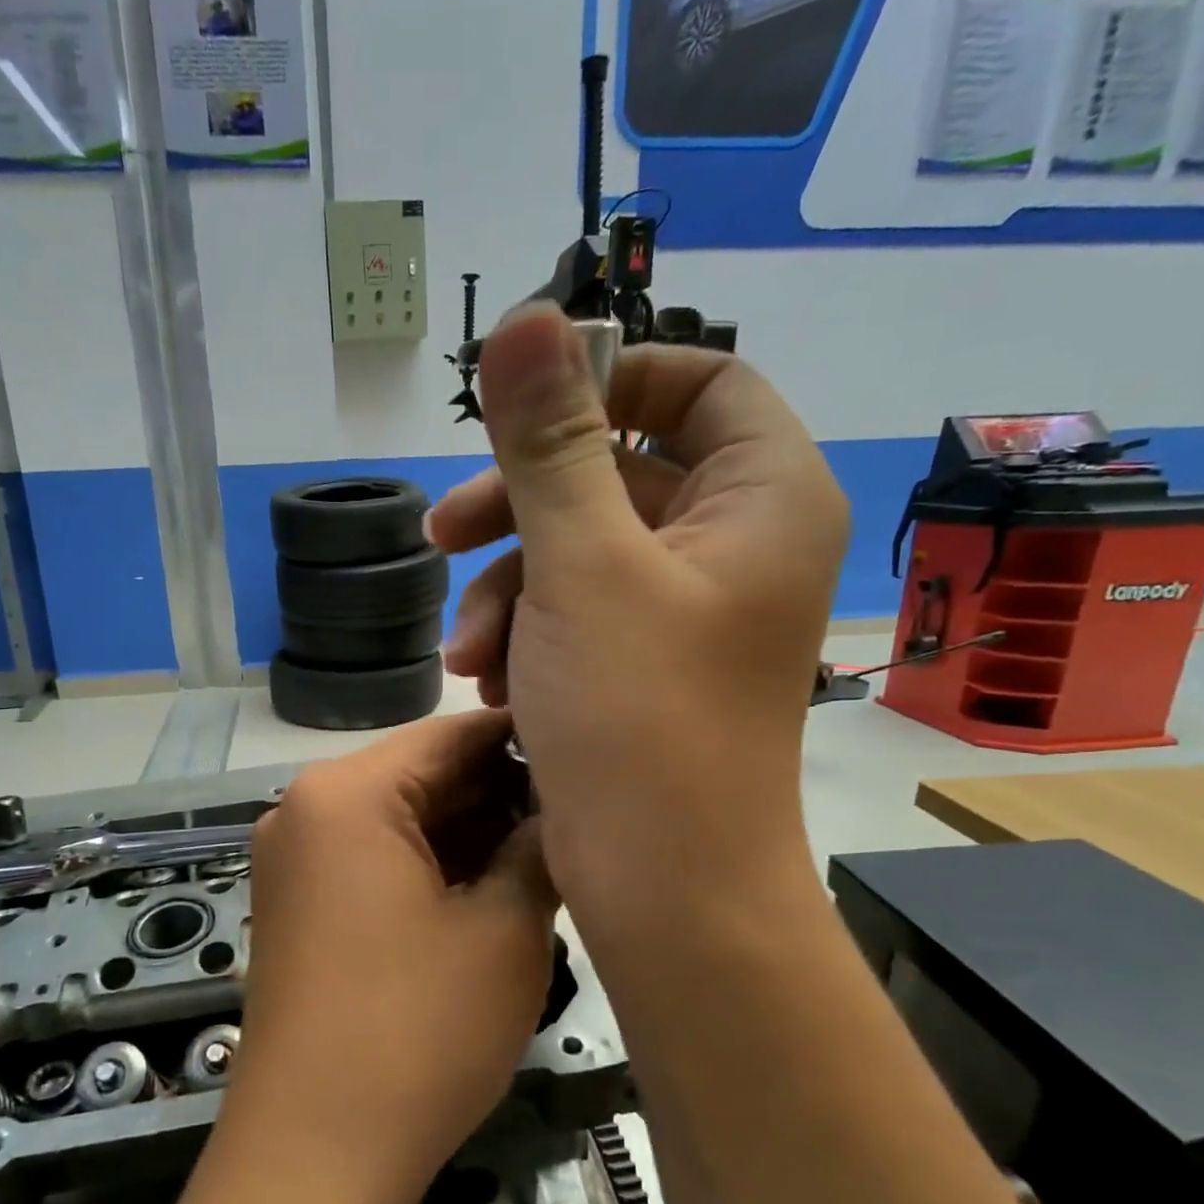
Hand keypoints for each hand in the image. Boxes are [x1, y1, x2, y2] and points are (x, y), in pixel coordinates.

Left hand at [221, 709, 556, 1203]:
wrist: (314, 1154)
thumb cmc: (417, 1032)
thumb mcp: (503, 931)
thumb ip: (540, 848)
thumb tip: (561, 809)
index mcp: (347, 793)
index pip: (452, 735)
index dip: (525, 739)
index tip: (587, 752)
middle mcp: (307, 808)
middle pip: (422, 775)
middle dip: (499, 792)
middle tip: (576, 812)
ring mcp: (296, 857)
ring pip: (400, 818)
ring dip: (469, 831)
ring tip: (545, 850)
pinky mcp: (300, 901)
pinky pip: (374, 856)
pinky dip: (430, 864)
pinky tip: (488, 885)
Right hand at [428, 302, 848, 926]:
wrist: (663, 883)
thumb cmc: (638, 716)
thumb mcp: (581, 566)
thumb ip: (549, 443)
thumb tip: (528, 320)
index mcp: (760, 498)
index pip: (699, 383)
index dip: (609, 382)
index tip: (523, 415)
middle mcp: (733, 546)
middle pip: (616, 474)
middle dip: (519, 508)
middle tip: (442, 537)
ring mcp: (686, 612)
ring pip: (579, 553)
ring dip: (506, 592)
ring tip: (466, 657)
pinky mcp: (642, 666)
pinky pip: (575, 615)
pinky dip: (525, 638)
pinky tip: (488, 686)